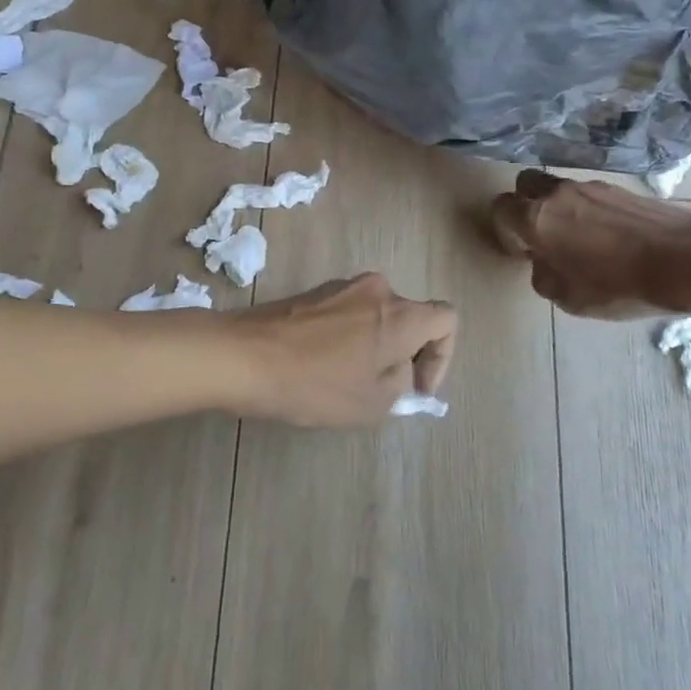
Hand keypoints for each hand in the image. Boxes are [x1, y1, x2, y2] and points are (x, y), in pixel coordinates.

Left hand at [232, 273, 456, 426]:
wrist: (243, 356)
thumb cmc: (316, 383)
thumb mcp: (372, 402)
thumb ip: (401, 384)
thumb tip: (399, 370)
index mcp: (400, 313)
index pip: (447, 320)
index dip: (442, 357)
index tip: (416, 387)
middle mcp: (377, 289)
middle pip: (409, 317)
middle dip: (405, 354)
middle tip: (383, 390)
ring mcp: (341, 287)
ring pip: (376, 316)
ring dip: (375, 346)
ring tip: (349, 382)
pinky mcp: (312, 293)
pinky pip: (347, 314)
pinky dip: (348, 338)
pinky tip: (322, 367)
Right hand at [491, 170, 690, 317]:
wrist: (685, 261)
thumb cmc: (616, 285)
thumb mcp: (566, 298)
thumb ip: (542, 275)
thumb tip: (544, 262)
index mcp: (536, 218)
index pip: (500, 208)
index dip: (504, 230)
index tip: (521, 252)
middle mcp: (558, 194)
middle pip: (525, 184)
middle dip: (525, 204)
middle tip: (540, 234)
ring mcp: (591, 187)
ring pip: (559, 189)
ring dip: (559, 208)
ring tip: (580, 239)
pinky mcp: (620, 189)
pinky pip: (590, 195)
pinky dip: (589, 211)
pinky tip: (608, 237)